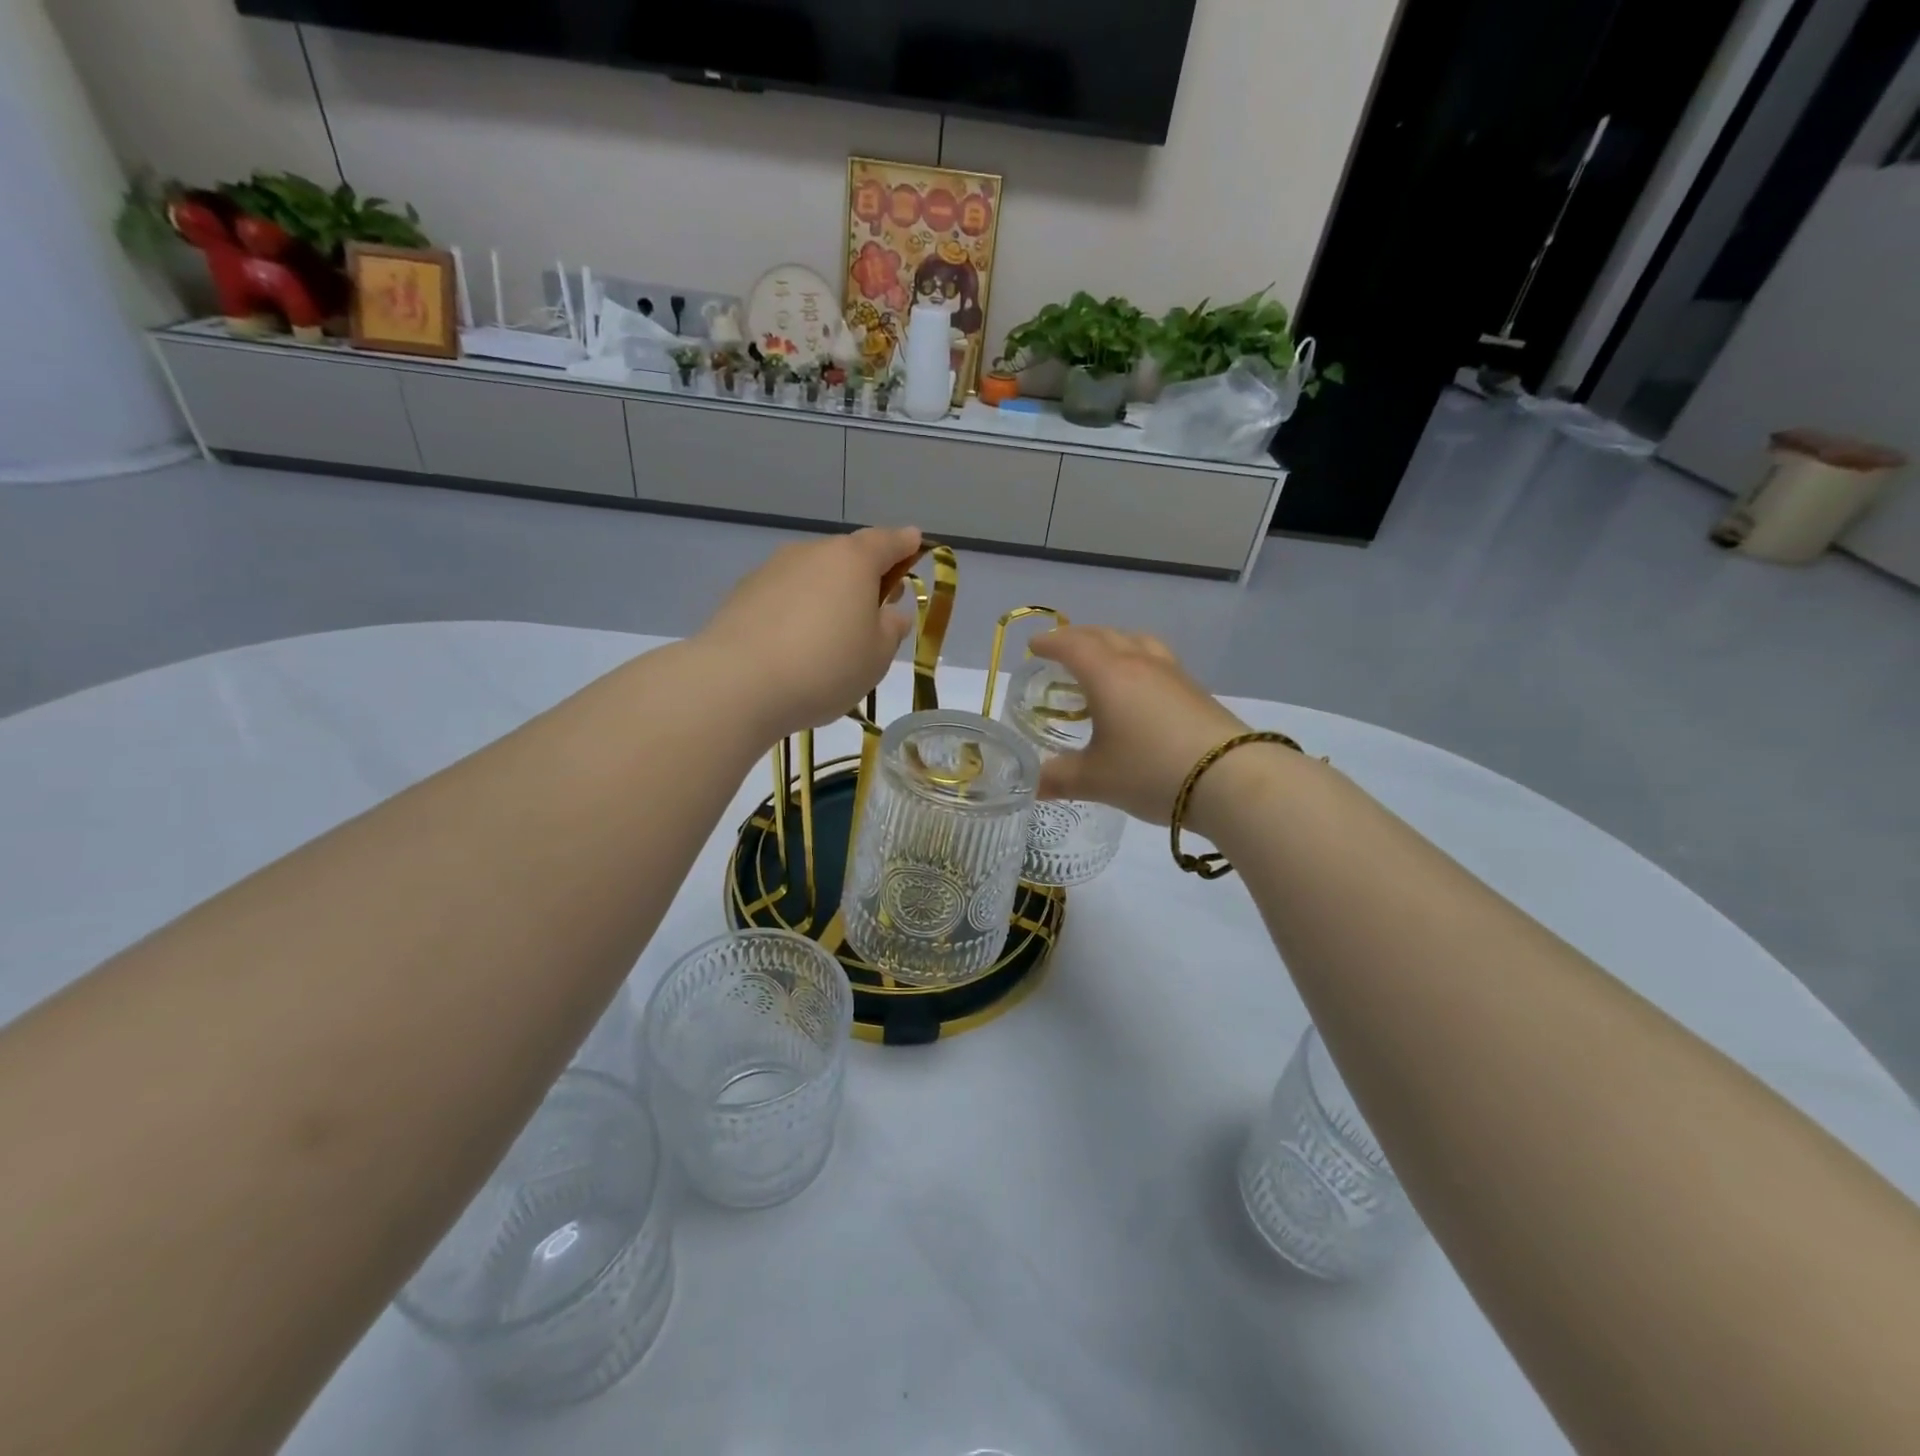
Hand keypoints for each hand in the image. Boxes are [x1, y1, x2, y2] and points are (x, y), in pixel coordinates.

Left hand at [697, 526, 921, 740]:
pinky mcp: (743, 593)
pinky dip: (797, 610)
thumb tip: (891, 613)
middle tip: (877, 606)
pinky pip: (784, 596)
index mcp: (853, 560)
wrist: (737, 683)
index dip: (905, 544)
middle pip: (847, 556)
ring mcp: (772, 569)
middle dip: (865, 576)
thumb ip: (890, 629)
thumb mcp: (876, 656)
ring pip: (813, 575)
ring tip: (832, 635)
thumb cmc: (825, 666)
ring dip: (828, 595)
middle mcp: (812, 552)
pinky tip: (796, 644)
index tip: (915, 544)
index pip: (888, 541)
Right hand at [1028, 626, 1248, 824]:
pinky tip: (1139, 687)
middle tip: (1061, 649)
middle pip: (1104, 635)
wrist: (1231, 778)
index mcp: (1108, 675)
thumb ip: (1059, 778)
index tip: (1033, 646)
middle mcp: (1139, 663)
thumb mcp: (1096, 780)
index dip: (1049, 642)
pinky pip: (1156, 659)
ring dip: (1112, 642)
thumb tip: (1031, 784)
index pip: (1072, 645)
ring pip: (1136, 641)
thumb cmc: (1151, 771)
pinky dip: (1136, 659)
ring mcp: (1172, 674)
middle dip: (1077, 638)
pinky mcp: (1195, 690)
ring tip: (1102, 659)